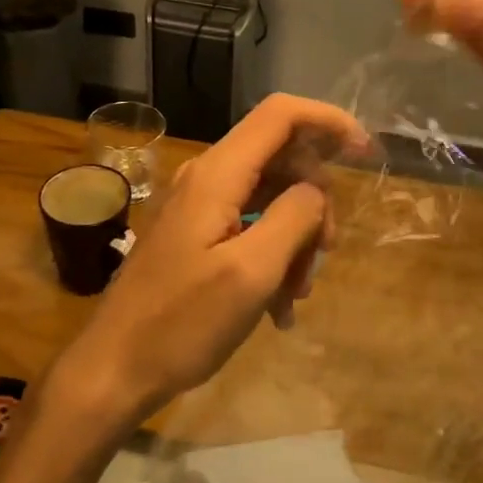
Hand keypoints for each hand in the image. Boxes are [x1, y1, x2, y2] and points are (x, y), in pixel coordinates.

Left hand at [41, 94, 367, 436]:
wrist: (116, 367)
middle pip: (282, 159)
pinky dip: (273, 257)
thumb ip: (292, 218)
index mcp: (218, 174)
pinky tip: (277, 308)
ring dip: (295, 240)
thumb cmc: (182, 323)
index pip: (280, 115)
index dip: (328, 121)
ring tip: (295, 297)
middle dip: (314, 203)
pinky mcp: (197, 233)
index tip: (367, 154)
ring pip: (270, 197)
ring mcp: (200, 205)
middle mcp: (208, 177)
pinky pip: (250, 226)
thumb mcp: (250, 273)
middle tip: (323, 257)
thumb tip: (315, 190)